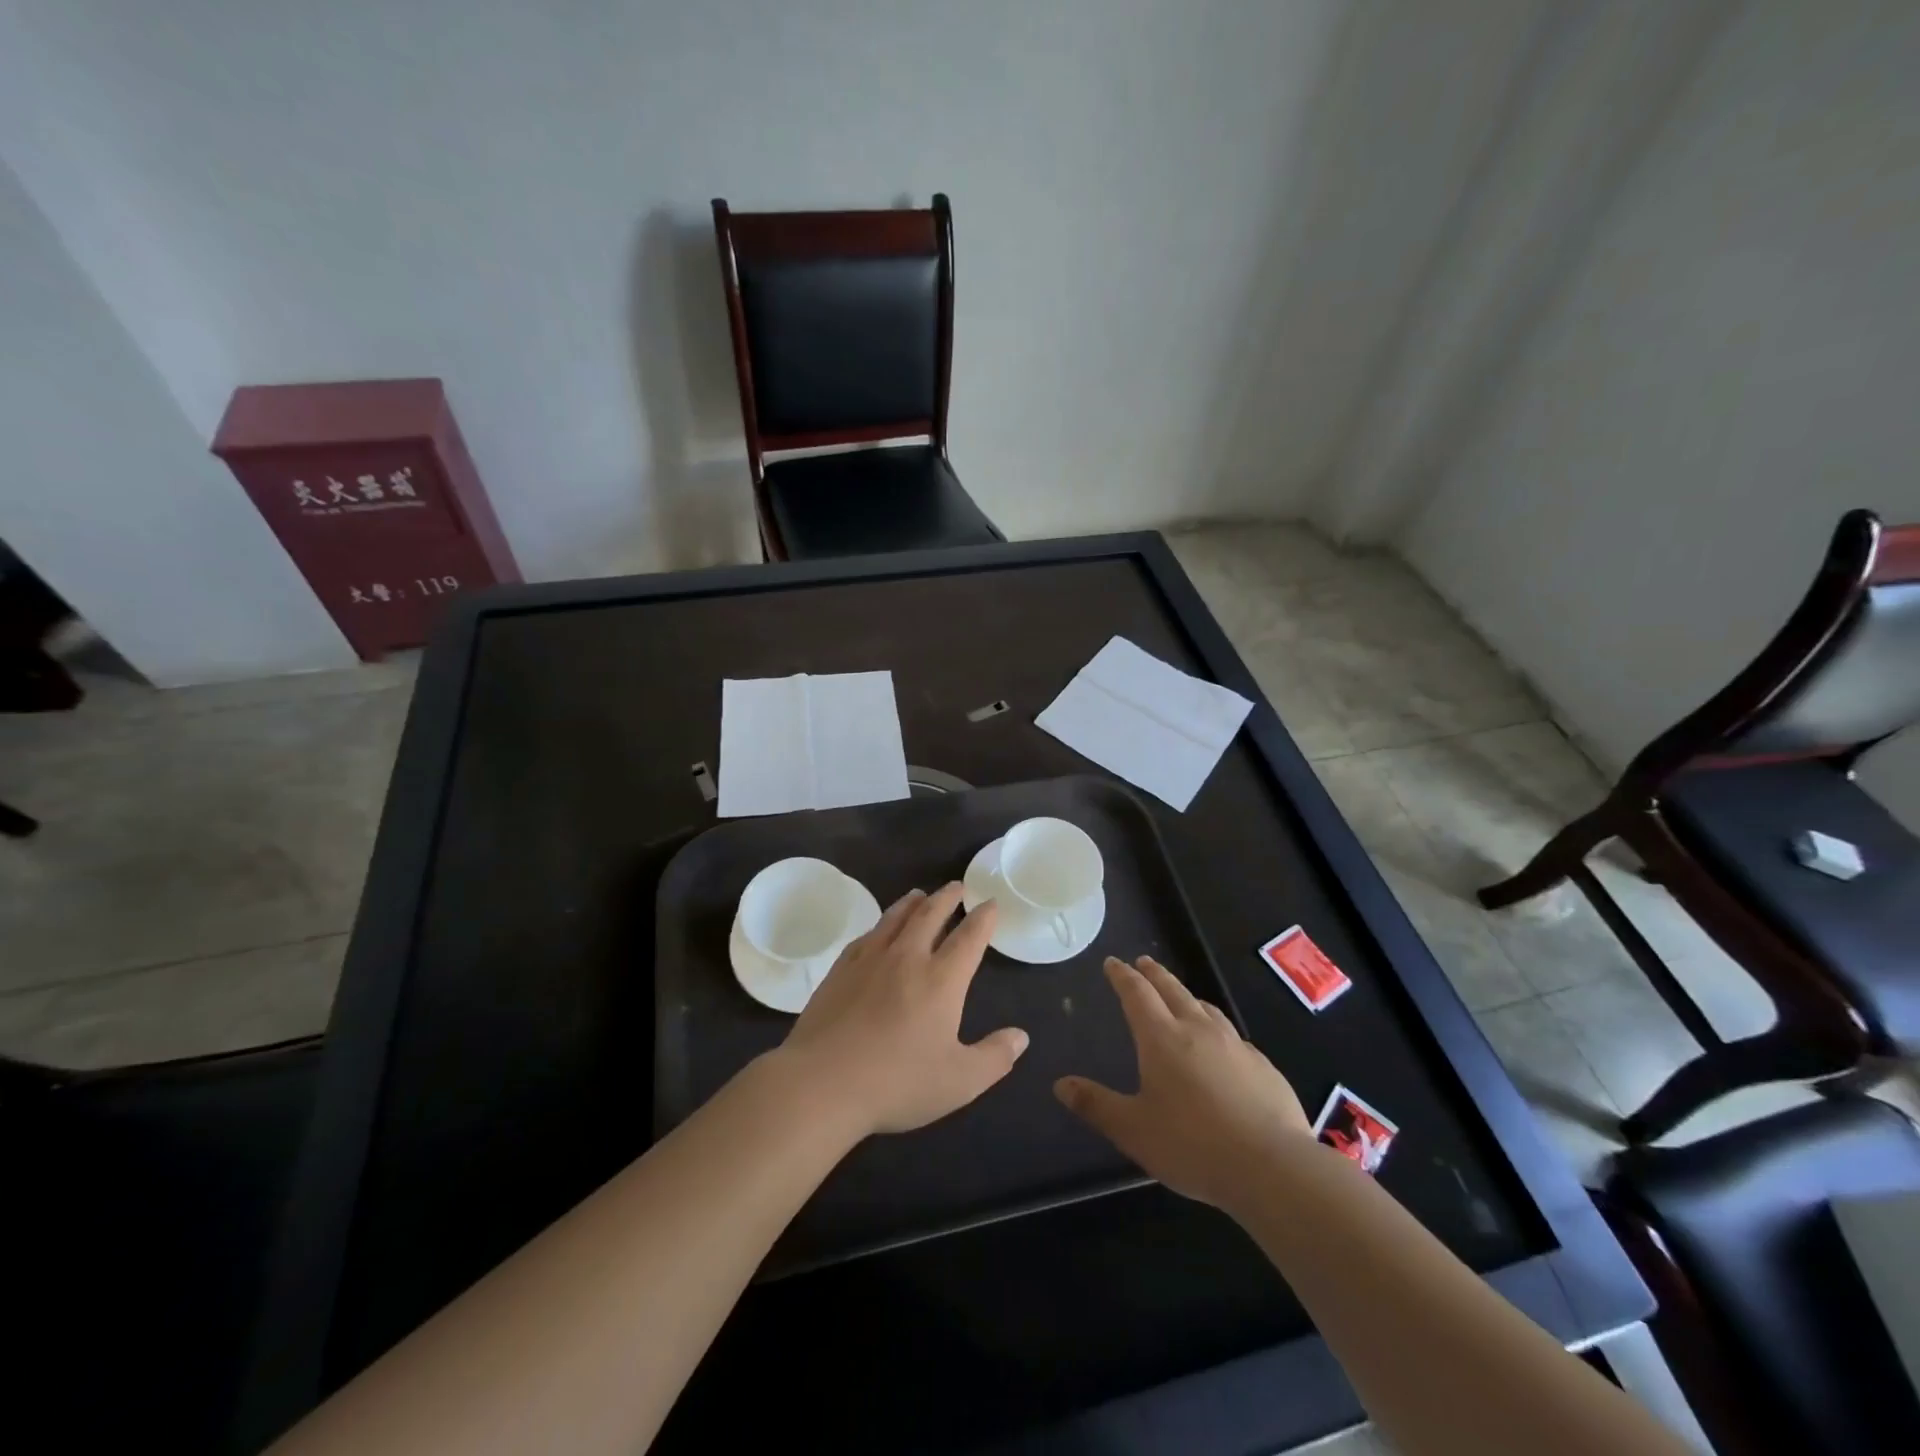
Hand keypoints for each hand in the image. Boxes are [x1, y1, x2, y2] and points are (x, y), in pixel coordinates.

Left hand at [771, 884, 1028, 1138]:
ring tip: (920, 894)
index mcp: (941, 979)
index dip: (983, 918)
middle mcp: (907, 958)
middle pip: (930, 914)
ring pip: (895, 918)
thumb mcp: (959, 1081)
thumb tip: (1021, 1037)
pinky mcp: (840, 969)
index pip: (969, 937)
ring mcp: (870, 960)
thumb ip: (995, 1057)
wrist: (822, 1083)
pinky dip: (880, 925)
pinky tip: (878, 929)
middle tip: (957, 886)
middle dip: (948, 897)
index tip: (990, 903)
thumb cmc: (897, 1083)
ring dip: (912, 902)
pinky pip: (866, 935)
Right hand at [1055, 956, 1309, 1209]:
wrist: (1272, 1167)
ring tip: (1181, 997)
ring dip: (1188, 996)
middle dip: (1154, 974)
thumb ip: (1096, 1105)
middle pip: (1173, 990)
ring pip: (1206, 1008)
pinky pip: (1233, 1037)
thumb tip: (1060, 1084)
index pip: (1137, 994)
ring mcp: (1235, 1046)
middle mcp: (1198, 1030)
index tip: (1113, 962)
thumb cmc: (1192, 1145)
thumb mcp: (1133, 1130)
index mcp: (1161, 1038)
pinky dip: (1217, 1029)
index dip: (1122, 976)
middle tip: (1144, 962)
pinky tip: (1222, 1047)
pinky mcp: (1263, 1067)